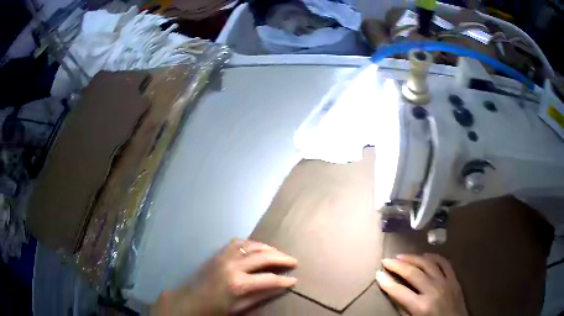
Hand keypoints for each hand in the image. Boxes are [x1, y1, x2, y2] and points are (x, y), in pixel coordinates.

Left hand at [151, 238, 297, 315]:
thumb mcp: (239, 308)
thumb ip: (260, 296)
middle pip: (263, 257)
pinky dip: (251, 243)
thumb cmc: (215, 308)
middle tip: (294, 261)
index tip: (295, 280)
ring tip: (279, 253)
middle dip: (281, 258)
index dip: (284, 280)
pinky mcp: (218, 253)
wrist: (190, 300)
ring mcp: (224, 256)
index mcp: (238, 284)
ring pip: (252, 245)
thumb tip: (281, 287)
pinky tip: (257, 248)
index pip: (269, 279)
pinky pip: (238, 242)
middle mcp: (233, 266)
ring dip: (268, 248)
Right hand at [375, 253, 467, 315]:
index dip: (386, 282)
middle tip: (386, 260)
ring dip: (413, 258)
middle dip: (397, 265)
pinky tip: (425, 255)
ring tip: (402, 255)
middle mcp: (433, 291)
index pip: (399, 291)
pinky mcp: (454, 279)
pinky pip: (445, 263)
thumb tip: (394, 293)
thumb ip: (404, 308)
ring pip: (428, 264)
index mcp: (421, 306)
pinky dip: (434, 257)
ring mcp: (446, 282)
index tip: (378, 274)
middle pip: (413, 273)